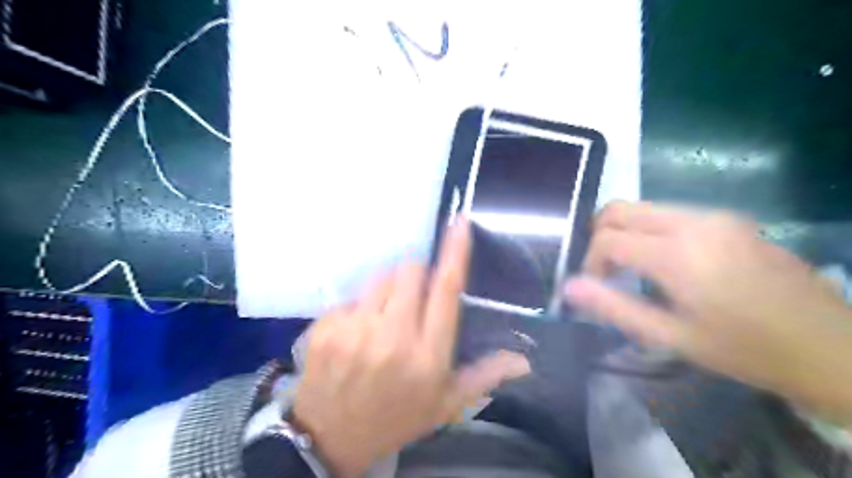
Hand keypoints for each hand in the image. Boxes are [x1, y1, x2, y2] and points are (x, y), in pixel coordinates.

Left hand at [295, 216, 530, 477]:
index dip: (455, 252)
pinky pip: (353, 295)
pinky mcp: (327, 327)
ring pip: (382, 277)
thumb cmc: (396, 417)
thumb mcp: (445, 404)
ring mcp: (355, 329)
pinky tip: (359, 331)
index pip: (446, 290)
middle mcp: (392, 336)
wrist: (331, 437)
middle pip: (410, 271)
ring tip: (387, 315)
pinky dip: (362, 306)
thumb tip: (524, 360)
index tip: (460, 223)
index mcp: (427, 355)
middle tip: (414, 298)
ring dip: (391, 288)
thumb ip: (484, 375)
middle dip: (418, 275)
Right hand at [565, 202, 851, 424]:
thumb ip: (614, 307)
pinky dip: (651, 231)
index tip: (596, 287)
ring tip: (632, 269)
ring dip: (626, 233)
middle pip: (620, 209)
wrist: (831, 348)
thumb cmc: (744, 349)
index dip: (590, 260)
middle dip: (600, 236)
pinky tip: (666, 263)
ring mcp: (716, 216)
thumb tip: (568, 287)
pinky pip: (670, 214)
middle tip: (604, 270)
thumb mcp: (671, 336)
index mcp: (678, 253)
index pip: (608, 238)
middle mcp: (694, 222)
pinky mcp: (730, 219)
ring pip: (644, 208)